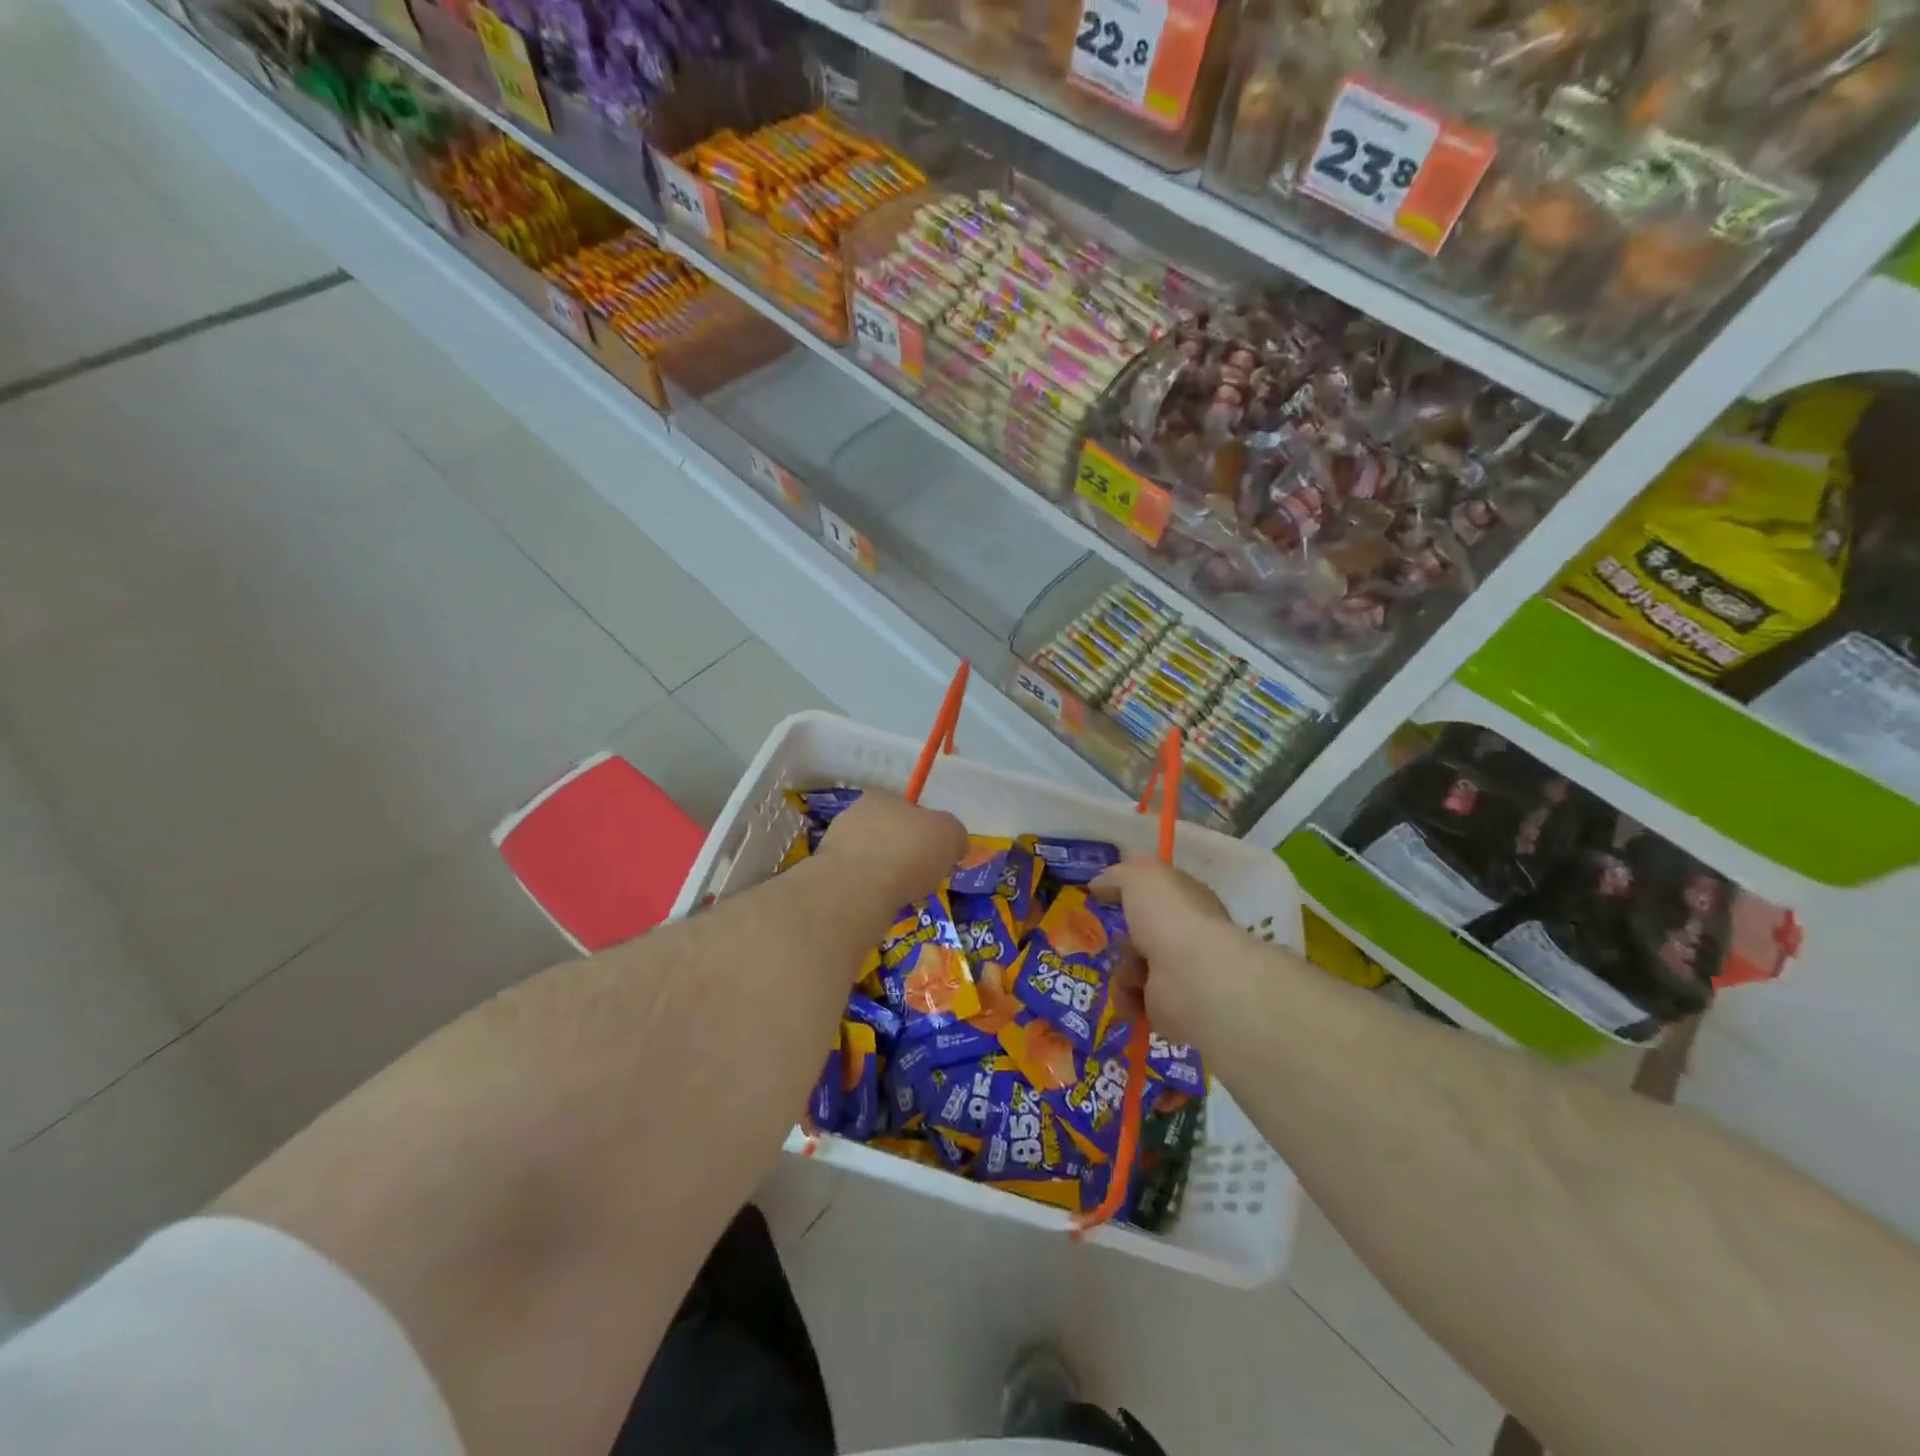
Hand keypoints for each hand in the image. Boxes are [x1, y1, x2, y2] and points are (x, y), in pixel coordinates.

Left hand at [817, 791, 964, 914]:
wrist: (857, 889)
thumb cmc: (908, 851)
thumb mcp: (950, 835)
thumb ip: (954, 835)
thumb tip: (953, 843)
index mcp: (881, 797)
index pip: (906, 808)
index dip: (924, 830)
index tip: (934, 853)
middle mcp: (853, 814)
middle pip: (887, 833)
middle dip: (903, 853)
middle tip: (921, 876)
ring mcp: (835, 845)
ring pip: (870, 858)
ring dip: (885, 874)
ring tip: (903, 895)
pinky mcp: (826, 875)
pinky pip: (857, 882)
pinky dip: (870, 892)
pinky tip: (881, 905)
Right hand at [1092, 859, 1245, 1049]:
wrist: (1193, 978)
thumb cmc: (1168, 916)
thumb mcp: (1138, 877)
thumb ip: (1116, 875)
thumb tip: (1097, 884)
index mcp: (1186, 899)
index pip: (1156, 892)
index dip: (1129, 891)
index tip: (1099, 895)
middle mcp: (1187, 934)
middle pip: (1142, 932)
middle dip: (1120, 936)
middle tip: (1100, 938)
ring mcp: (1180, 972)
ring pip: (1133, 967)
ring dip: (1122, 969)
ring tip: (1128, 971)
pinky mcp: (1169, 1006)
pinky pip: (1134, 998)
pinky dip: (1127, 996)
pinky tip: (1132, 994)